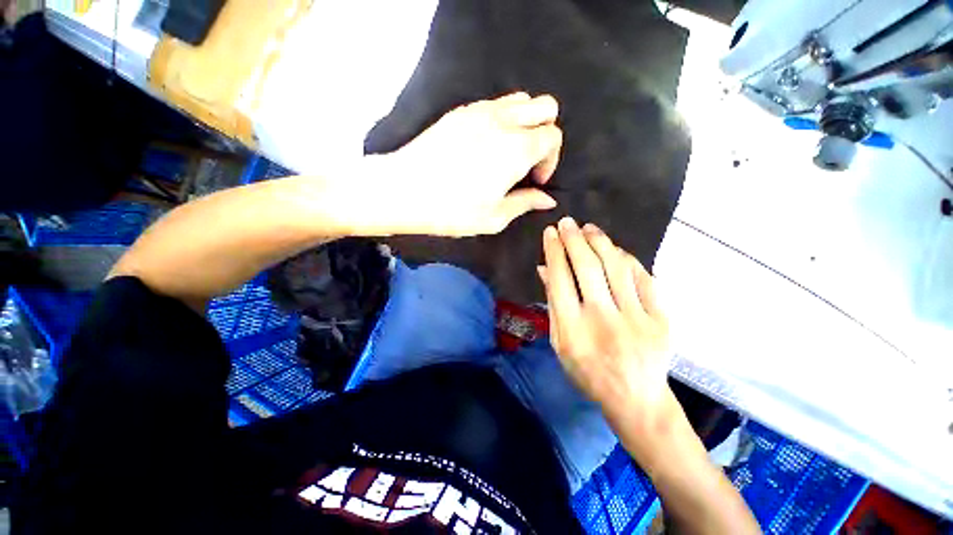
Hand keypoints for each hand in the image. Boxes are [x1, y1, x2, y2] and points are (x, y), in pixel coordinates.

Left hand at [362, 92, 562, 236]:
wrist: (404, 190)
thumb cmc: (452, 210)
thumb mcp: (494, 217)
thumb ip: (525, 203)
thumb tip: (548, 199)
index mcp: (517, 149)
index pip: (553, 136)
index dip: (550, 159)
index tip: (535, 179)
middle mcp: (503, 122)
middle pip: (545, 106)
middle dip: (546, 132)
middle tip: (529, 160)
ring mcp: (480, 111)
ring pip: (521, 99)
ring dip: (526, 122)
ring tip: (510, 150)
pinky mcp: (461, 111)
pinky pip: (495, 103)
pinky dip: (503, 118)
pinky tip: (488, 143)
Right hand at [539, 217, 673, 426]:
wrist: (636, 399)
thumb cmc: (588, 373)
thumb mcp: (560, 343)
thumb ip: (553, 305)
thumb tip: (545, 269)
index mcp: (574, 330)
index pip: (560, 279)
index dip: (554, 252)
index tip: (550, 233)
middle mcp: (603, 320)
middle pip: (588, 268)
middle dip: (575, 239)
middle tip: (568, 222)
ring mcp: (636, 319)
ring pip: (617, 267)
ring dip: (601, 242)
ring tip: (589, 229)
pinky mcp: (661, 319)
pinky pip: (644, 279)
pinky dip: (628, 260)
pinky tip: (616, 250)